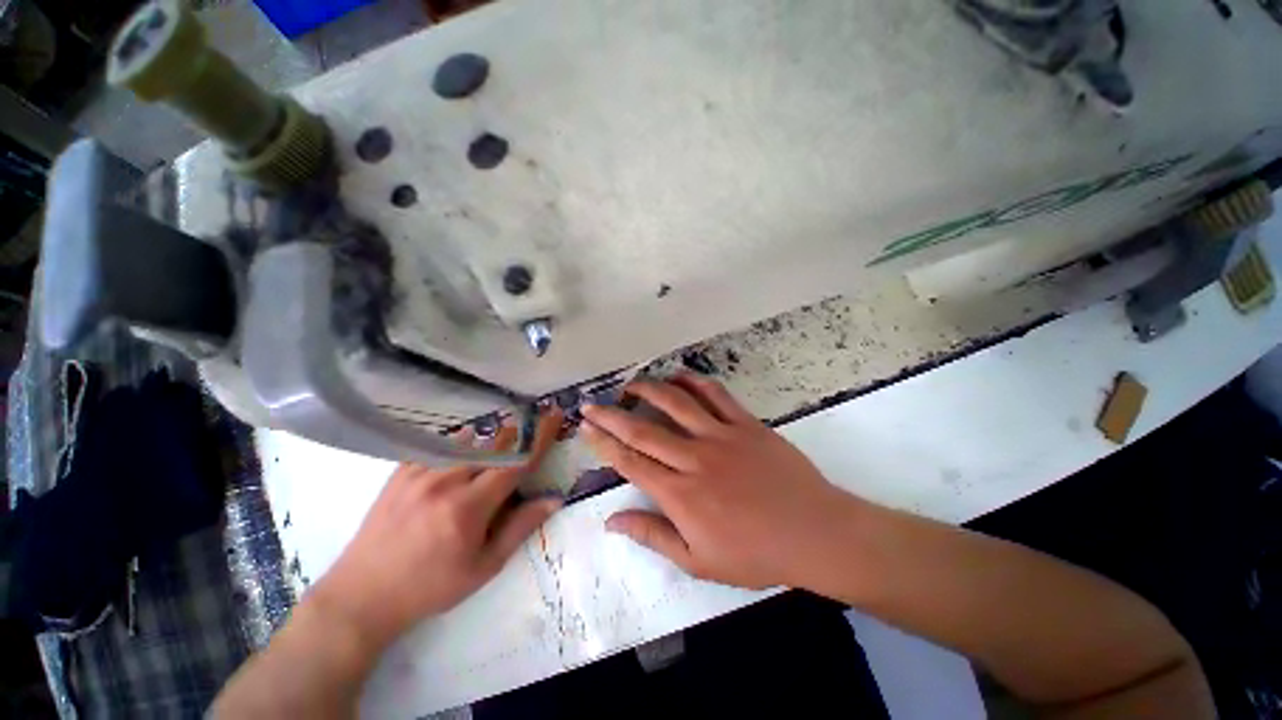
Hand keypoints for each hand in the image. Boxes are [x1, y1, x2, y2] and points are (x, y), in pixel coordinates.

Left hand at [308, 411, 562, 650]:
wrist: (362, 595)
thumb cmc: (431, 586)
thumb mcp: (483, 567)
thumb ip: (521, 528)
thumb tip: (554, 499)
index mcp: (469, 507)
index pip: (516, 462)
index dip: (540, 437)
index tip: (555, 415)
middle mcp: (446, 481)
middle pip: (494, 443)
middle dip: (518, 435)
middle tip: (530, 431)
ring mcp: (420, 472)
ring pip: (468, 440)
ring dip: (490, 442)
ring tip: (495, 452)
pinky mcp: (401, 471)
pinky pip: (439, 445)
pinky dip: (459, 444)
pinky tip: (462, 454)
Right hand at [580, 374, 859, 589]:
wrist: (814, 532)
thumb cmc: (755, 554)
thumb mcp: (698, 560)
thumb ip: (652, 535)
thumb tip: (612, 521)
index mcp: (680, 494)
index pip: (630, 461)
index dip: (603, 443)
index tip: (586, 428)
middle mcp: (694, 458)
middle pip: (643, 429)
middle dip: (611, 415)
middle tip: (591, 403)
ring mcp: (721, 436)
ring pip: (676, 403)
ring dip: (649, 390)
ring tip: (630, 384)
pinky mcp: (746, 424)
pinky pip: (716, 395)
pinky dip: (694, 381)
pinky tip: (679, 376)